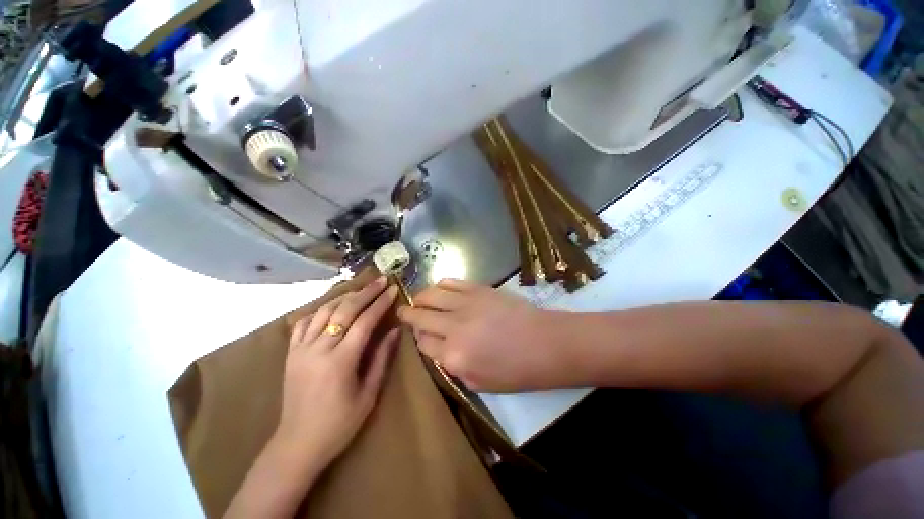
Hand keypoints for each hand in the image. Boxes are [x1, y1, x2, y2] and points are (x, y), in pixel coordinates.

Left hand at [275, 277, 398, 473]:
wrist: (297, 445)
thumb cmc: (339, 424)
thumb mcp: (369, 394)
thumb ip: (382, 358)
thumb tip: (395, 331)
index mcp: (341, 361)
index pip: (365, 321)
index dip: (381, 303)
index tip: (393, 289)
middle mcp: (319, 349)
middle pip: (344, 310)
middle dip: (366, 292)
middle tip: (381, 280)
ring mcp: (301, 349)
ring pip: (324, 311)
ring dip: (345, 296)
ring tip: (361, 288)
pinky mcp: (291, 353)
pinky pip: (304, 322)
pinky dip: (320, 309)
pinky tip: (331, 306)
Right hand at [397, 278, 558, 392]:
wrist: (544, 343)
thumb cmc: (516, 371)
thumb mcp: (479, 383)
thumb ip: (453, 368)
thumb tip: (440, 350)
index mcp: (452, 357)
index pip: (423, 343)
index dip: (420, 338)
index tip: (422, 335)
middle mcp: (453, 328)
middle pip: (420, 316)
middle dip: (408, 314)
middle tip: (404, 312)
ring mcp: (465, 304)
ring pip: (430, 295)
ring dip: (420, 297)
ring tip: (419, 299)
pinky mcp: (477, 289)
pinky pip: (450, 282)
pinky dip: (440, 284)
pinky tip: (439, 288)